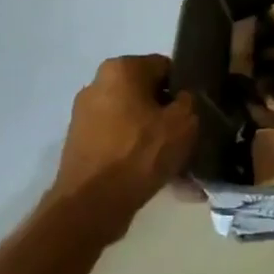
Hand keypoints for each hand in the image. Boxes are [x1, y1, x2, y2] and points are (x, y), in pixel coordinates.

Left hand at [52, 55, 196, 235]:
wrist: (90, 205)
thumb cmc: (139, 153)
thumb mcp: (183, 123)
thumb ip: (189, 101)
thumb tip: (182, 99)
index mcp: (121, 68)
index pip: (165, 67)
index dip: (183, 89)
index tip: (194, 113)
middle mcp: (98, 83)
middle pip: (146, 93)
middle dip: (165, 113)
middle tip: (184, 138)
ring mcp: (84, 114)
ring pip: (132, 118)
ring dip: (151, 135)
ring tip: (171, 163)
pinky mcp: (79, 142)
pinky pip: (117, 139)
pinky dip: (133, 151)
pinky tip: (150, 173)